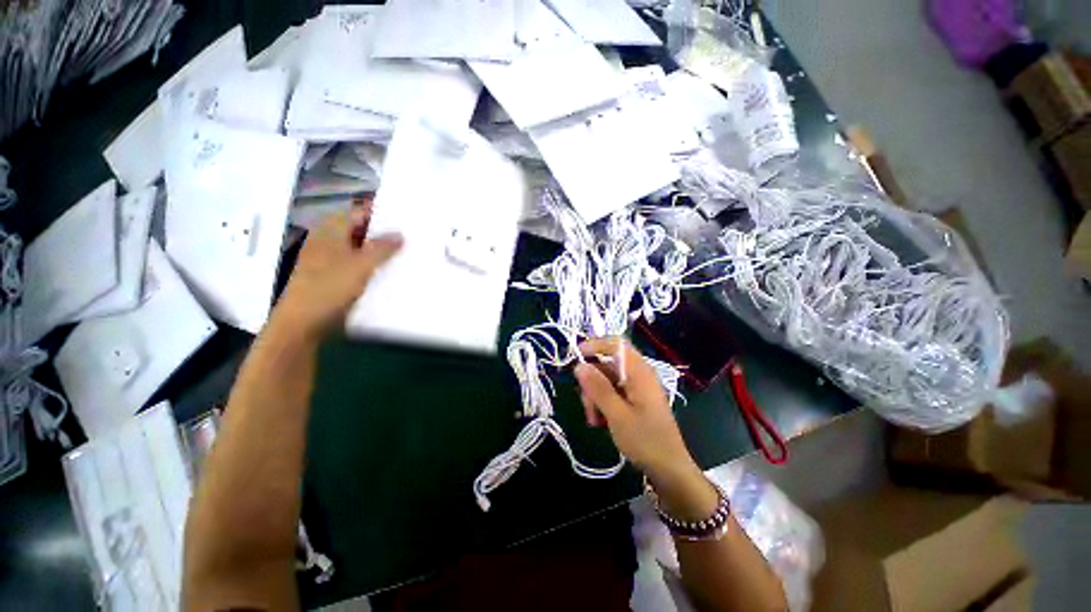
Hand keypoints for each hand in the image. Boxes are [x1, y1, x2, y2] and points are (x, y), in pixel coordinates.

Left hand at [275, 201, 401, 339]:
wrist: (303, 322)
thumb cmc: (329, 287)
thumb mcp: (361, 265)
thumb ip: (382, 247)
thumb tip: (400, 234)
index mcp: (331, 230)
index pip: (358, 212)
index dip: (380, 212)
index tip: (404, 216)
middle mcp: (329, 240)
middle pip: (359, 230)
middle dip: (383, 232)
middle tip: (410, 235)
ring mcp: (329, 259)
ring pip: (359, 248)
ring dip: (379, 250)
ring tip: (405, 252)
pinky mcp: (333, 276)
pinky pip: (356, 264)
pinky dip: (371, 264)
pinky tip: (389, 271)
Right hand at [574, 338, 697, 481]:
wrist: (669, 470)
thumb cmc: (645, 441)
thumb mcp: (617, 415)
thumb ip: (598, 388)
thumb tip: (579, 365)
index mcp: (639, 372)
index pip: (616, 344)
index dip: (595, 345)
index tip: (576, 357)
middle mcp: (638, 374)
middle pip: (607, 365)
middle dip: (592, 382)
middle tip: (586, 406)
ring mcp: (637, 387)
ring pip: (607, 380)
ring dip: (595, 396)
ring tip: (594, 420)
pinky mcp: (635, 400)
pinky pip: (613, 392)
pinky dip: (603, 403)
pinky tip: (600, 421)